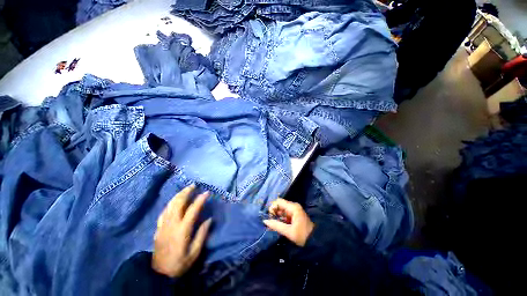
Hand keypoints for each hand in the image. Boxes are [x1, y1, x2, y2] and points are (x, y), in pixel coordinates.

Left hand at [152, 184, 211, 277]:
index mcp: (182, 230)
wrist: (159, 274)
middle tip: (194, 185)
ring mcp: (163, 225)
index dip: (200, 200)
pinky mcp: (158, 228)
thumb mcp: (195, 252)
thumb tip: (209, 219)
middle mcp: (171, 224)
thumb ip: (202, 234)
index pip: (192, 210)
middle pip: (178, 203)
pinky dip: (170, 203)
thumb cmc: (179, 263)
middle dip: (186, 192)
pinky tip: (174, 201)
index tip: (207, 192)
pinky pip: (164, 211)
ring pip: (170, 205)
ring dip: (178, 195)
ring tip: (185, 189)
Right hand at [263, 198, 313, 246]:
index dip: (272, 207)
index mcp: (293, 207)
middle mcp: (293, 206)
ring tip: (273, 225)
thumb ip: (276, 225)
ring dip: (276, 216)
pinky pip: (284, 214)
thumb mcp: (289, 231)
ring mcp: (294, 211)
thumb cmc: (303, 235)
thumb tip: (265, 221)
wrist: (315, 241)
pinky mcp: (294, 216)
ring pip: (281, 210)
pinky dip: (280, 218)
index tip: (270, 216)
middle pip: (279, 205)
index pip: (279, 201)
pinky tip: (278, 225)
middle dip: (274, 212)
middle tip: (271, 222)